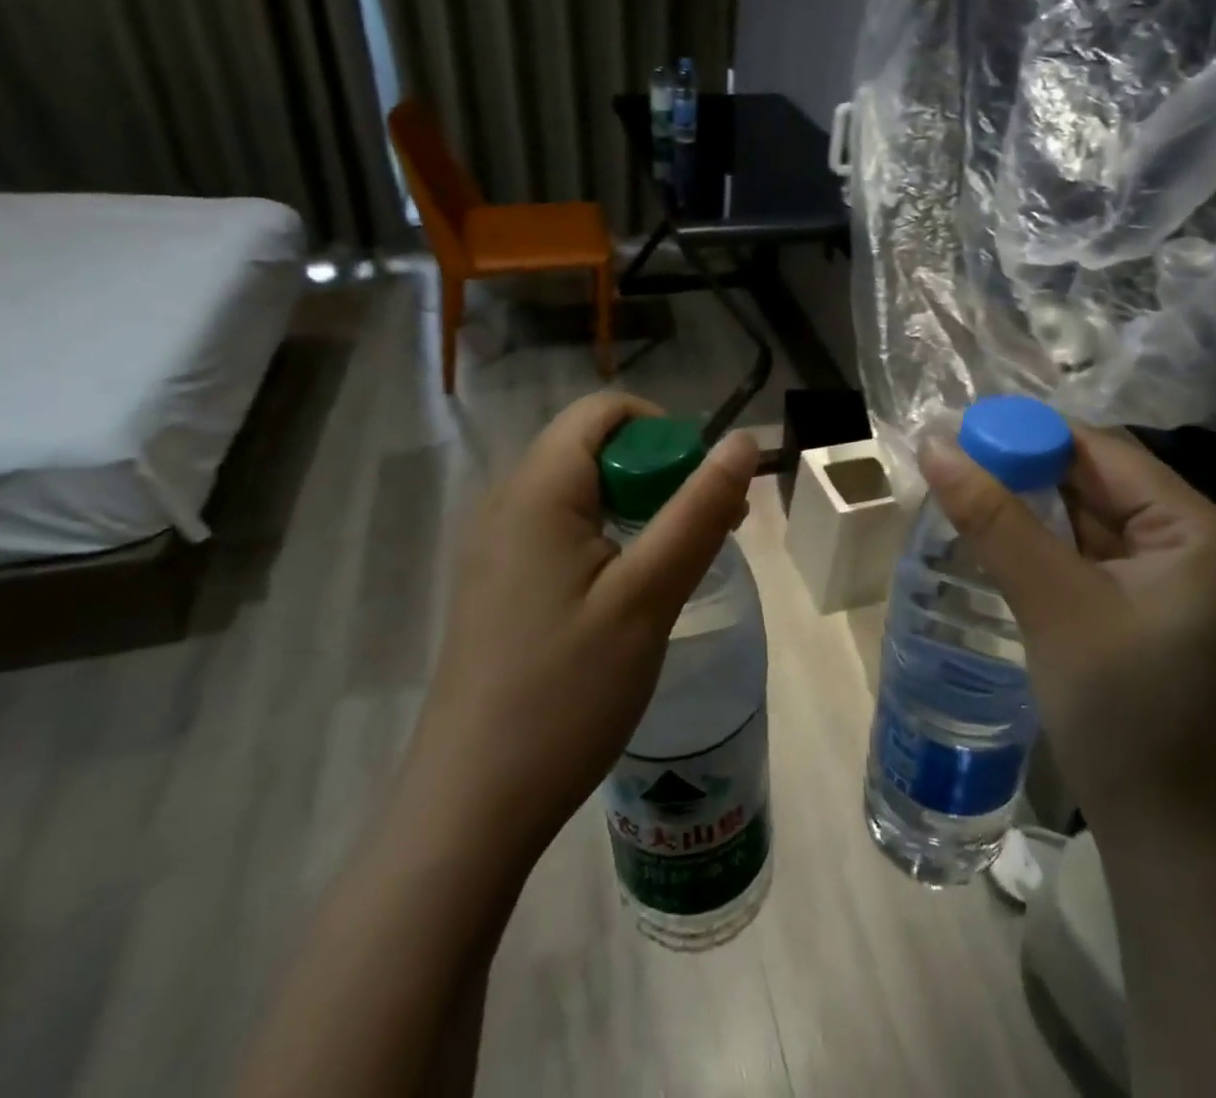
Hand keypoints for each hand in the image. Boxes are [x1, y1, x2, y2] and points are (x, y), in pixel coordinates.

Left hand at [404, 391, 757, 879]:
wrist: (473, 804)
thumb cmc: (566, 692)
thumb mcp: (648, 596)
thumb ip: (697, 510)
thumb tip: (743, 442)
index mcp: (537, 489)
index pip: (604, 411)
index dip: (665, 430)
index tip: (704, 486)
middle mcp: (506, 501)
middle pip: (595, 447)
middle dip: (661, 472)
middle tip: (710, 530)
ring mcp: (496, 544)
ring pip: (583, 490)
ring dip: (641, 507)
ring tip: (680, 565)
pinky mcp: (499, 582)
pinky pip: (562, 529)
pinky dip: (610, 537)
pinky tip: (633, 592)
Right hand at [919, 424, 1215, 831]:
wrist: (1163, 833)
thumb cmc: (1121, 710)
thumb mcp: (1053, 603)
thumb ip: (994, 520)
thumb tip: (934, 446)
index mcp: (1198, 528)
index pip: (1103, 452)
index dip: (1029, 434)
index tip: (961, 431)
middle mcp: (1194, 540)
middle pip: (1096, 480)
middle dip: (1025, 469)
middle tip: (951, 459)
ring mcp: (1171, 575)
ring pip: (1087, 515)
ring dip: (1028, 504)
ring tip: (962, 486)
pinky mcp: (1145, 604)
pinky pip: (1087, 552)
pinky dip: (1042, 540)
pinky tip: (995, 532)